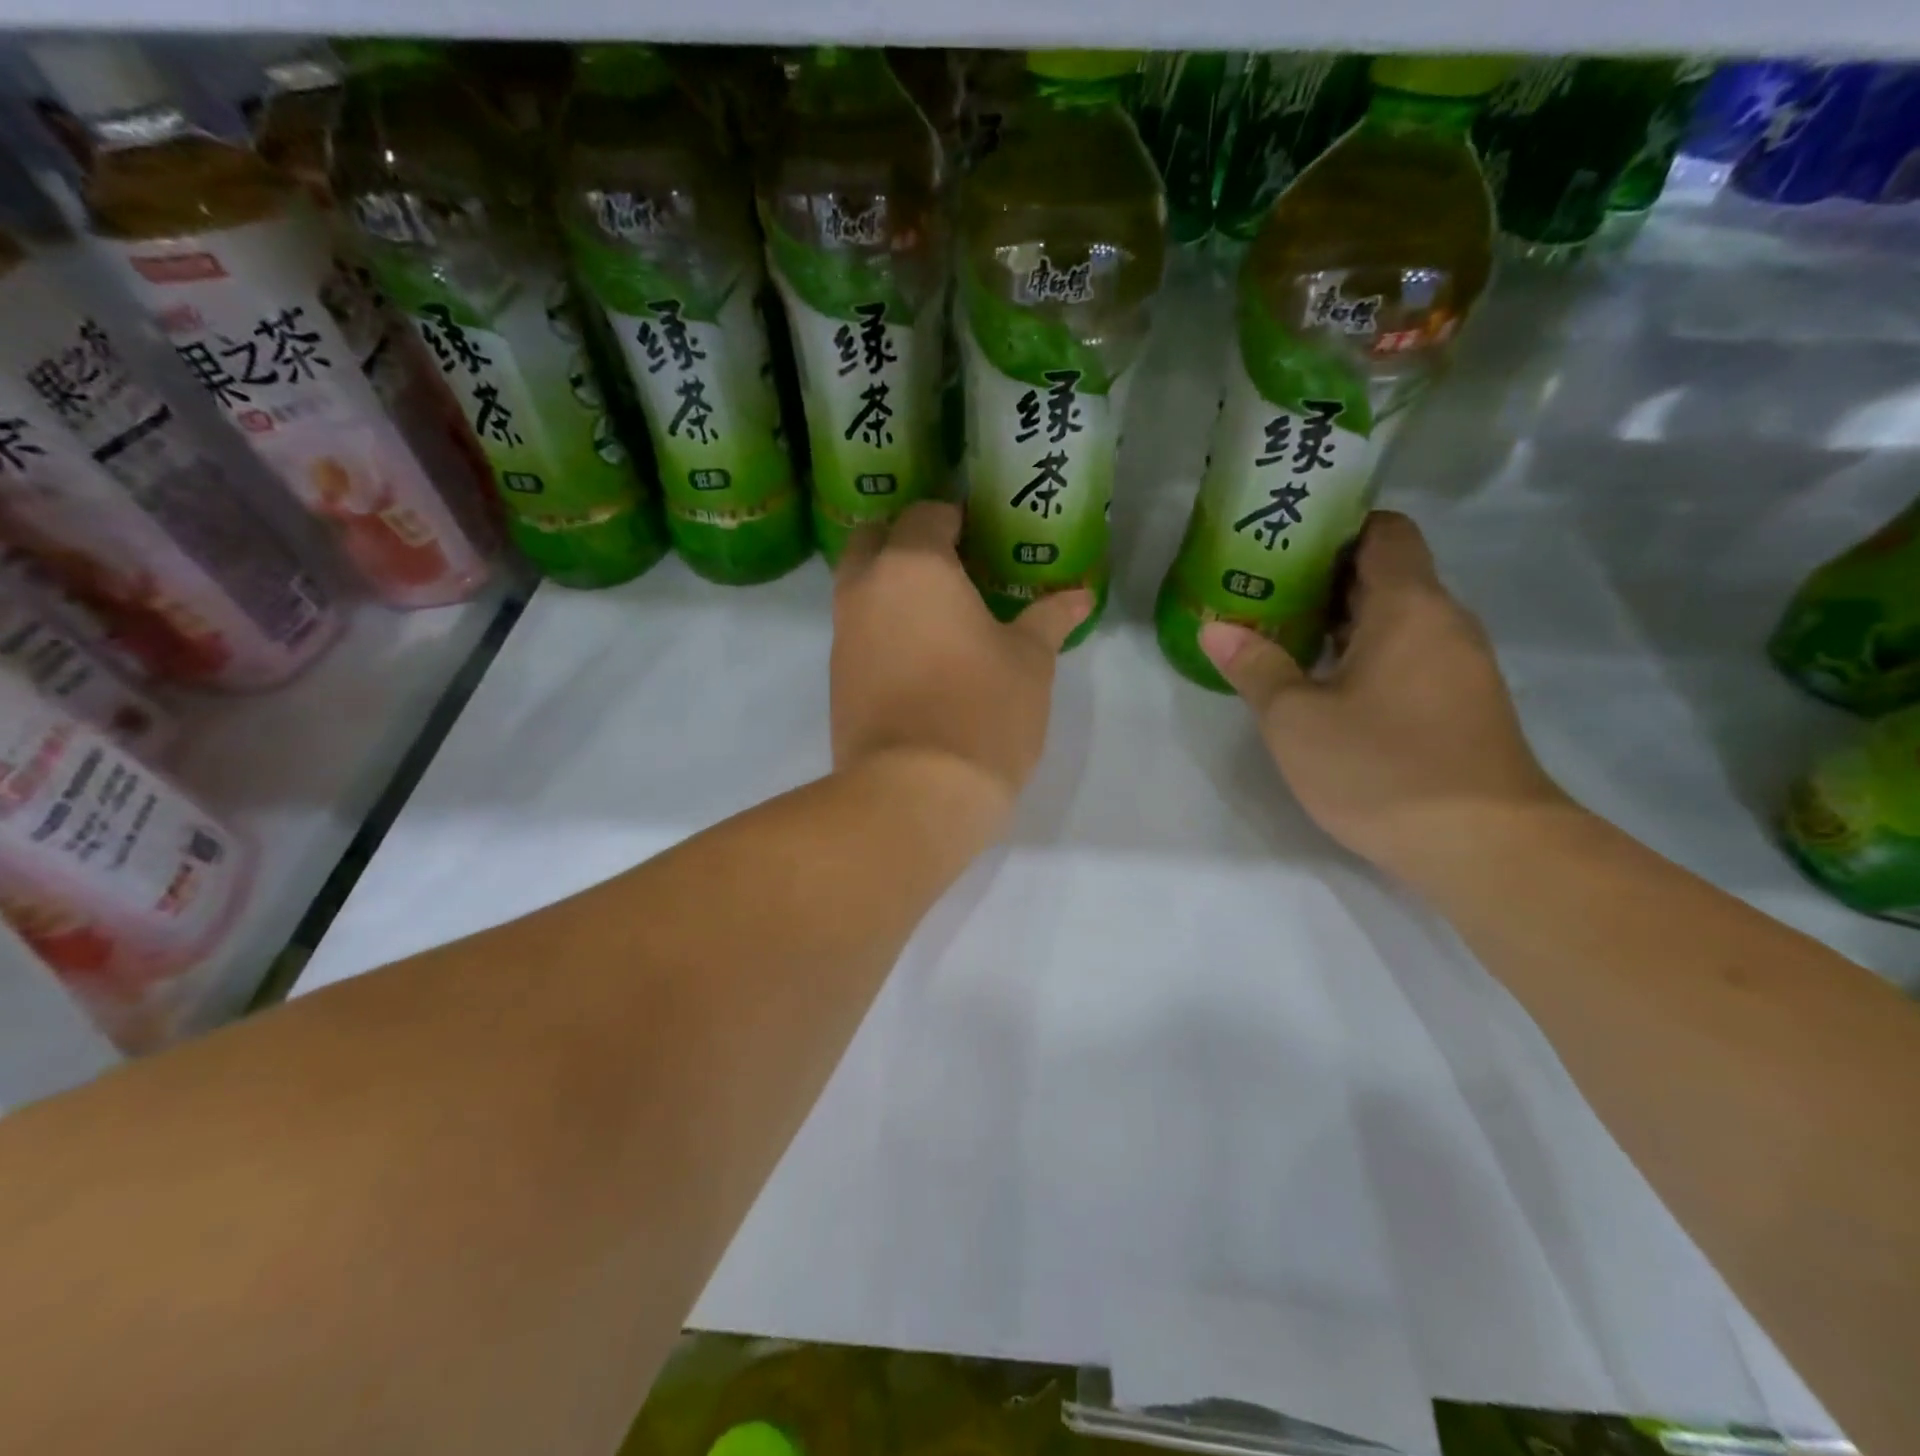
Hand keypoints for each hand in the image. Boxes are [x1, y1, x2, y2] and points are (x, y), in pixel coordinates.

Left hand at [831, 502, 1090, 818]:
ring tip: (939, 614)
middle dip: (907, 542)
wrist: (915, 793)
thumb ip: (1049, 619)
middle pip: (875, 540)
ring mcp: (843, 635)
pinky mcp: (835, 679)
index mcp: (914, 566)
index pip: (926, 515)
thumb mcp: (1030, 662)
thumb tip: (1079, 595)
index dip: (954, 518)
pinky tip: (919, 657)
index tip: (980, 536)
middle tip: (952, 567)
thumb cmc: (983, 711)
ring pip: (859, 587)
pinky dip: (881, 628)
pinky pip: (856, 632)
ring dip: (890, 586)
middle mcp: (865, 589)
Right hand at [1199, 511, 1570, 887]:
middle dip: (1322, 574)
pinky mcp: (1459, 703)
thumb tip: (1215, 627)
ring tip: (1277, 629)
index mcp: (1409, 606)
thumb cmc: (1383, 768)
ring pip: (1394, 618)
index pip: (1384, 530)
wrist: (1485, 847)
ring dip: (1339, 618)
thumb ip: (1255, 667)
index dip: (1335, 526)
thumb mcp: (1297, 720)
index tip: (1282, 539)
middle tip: (1259, 585)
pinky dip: (1362, 652)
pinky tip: (1320, 681)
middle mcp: (1443, 622)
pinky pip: (1406, 654)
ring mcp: (1457, 665)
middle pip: (1385, 573)